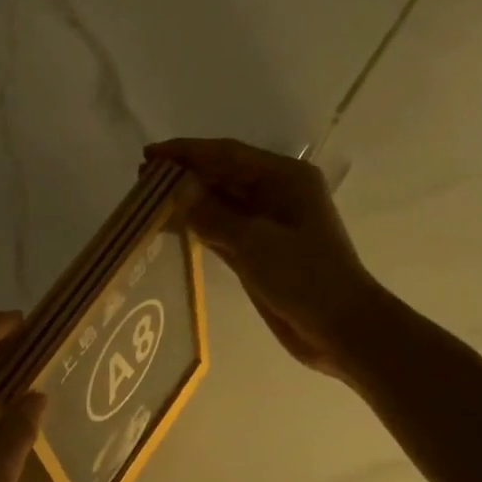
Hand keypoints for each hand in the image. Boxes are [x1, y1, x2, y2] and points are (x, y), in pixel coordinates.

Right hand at [148, 138, 381, 382]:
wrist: (340, 328)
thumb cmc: (305, 277)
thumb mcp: (255, 242)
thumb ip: (213, 214)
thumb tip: (178, 187)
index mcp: (284, 178)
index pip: (226, 155)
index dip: (186, 153)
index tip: (148, 156)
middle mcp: (275, 193)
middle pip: (222, 175)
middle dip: (183, 175)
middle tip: (140, 181)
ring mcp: (267, 224)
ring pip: (219, 203)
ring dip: (187, 201)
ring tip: (148, 201)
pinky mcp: (259, 251)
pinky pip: (222, 229)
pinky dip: (198, 226)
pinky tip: (171, 227)